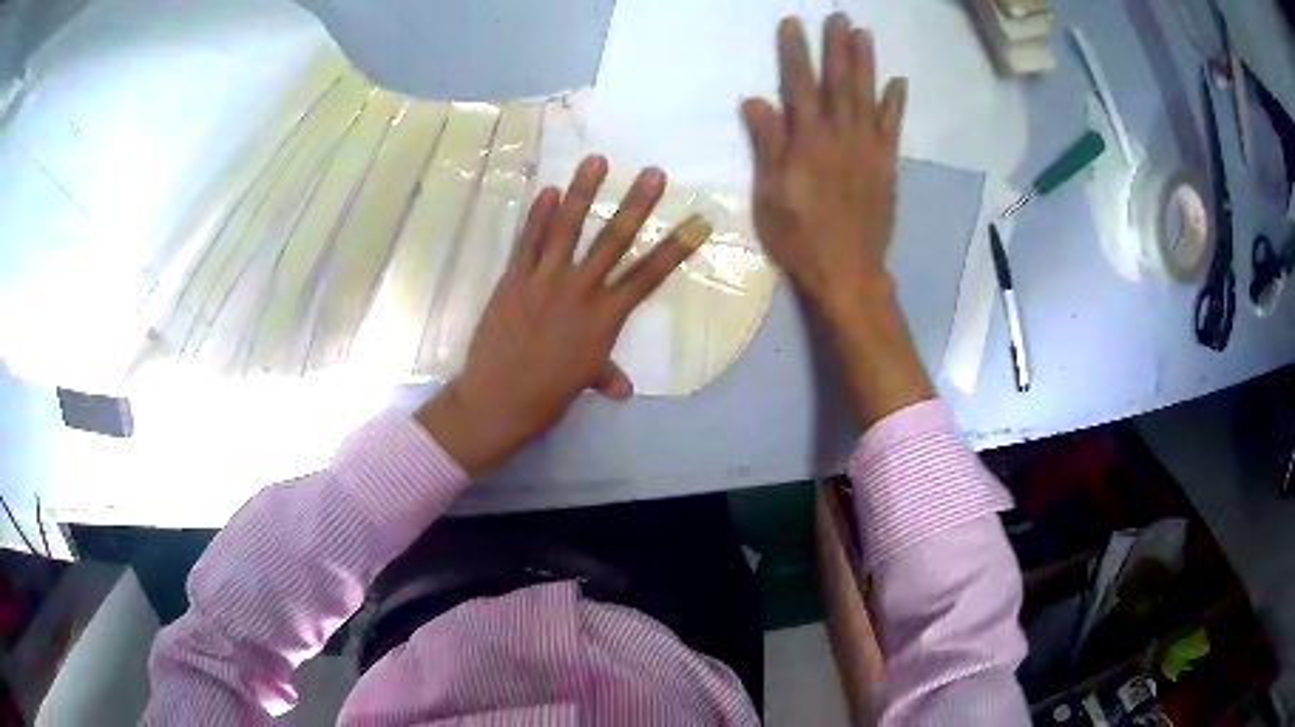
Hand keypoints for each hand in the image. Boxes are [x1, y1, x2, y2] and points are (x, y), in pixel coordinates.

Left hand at [417, 156, 711, 474]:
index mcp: (604, 319)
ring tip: (597, 160)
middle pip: (614, 241)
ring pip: (567, 229)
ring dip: (584, 192)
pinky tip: (549, 189)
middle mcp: (579, 291)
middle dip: (637, 204)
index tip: (698, 222)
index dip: (676, 248)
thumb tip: (623, 389)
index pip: (648, 277)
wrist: (498, 400)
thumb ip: (604, 374)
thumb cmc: (546, 396)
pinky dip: (538, 214)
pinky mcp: (513, 279)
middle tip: (653, 173)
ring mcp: (544, 281)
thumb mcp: (583, 383)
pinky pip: (527, 241)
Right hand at [743, 15, 932, 425]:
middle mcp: (841, 137)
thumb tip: (756, 100)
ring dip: (866, 63)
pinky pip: (892, 128)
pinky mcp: (887, 167)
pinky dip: (895, 104)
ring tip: (865, 34)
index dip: (795, 53)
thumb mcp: (770, 195)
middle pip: (839, 83)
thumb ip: (767, 145)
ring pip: (867, 97)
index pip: (800, 86)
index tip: (793, 24)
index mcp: (807, 142)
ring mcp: (869, 150)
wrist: (849, 272)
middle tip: (839, 16)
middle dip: (837, 47)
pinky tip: (898, 82)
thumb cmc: (800, 237)